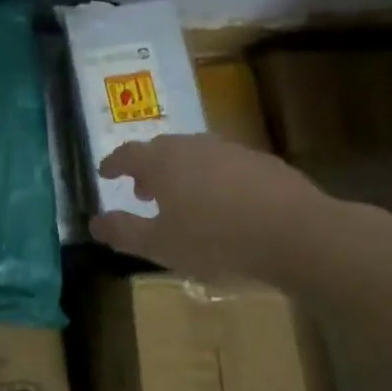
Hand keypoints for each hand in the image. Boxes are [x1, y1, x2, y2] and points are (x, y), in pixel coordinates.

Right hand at [91, 133, 340, 285]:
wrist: (296, 233)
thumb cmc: (217, 239)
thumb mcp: (162, 245)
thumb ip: (124, 232)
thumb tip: (95, 223)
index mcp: (162, 161)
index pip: (127, 154)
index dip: (113, 164)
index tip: (104, 173)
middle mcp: (191, 145)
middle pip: (161, 150)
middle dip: (147, 169)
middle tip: (142, 191)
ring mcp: (229, 150)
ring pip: (194, 156)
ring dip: (181, 173)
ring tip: (183, 199)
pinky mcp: (261, 162)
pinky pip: (224, 166)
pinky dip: (213, 179)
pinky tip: (224, 204)